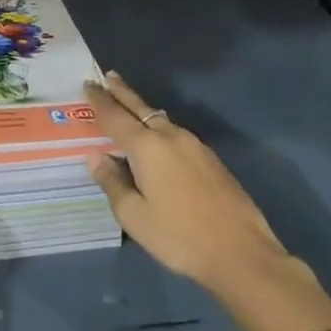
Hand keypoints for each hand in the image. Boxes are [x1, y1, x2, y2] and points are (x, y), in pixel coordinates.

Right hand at [83, 71, 290, 298]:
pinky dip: (158, 126)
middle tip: (108, 76)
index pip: (115, 116)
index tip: (88, 84)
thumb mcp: (134, 215)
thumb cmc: (180, 236)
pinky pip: (175, 133)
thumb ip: (111, 182)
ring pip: (160, 119)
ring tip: (128, 105)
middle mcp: (170, 136)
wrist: (243, 255)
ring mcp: (195, 146)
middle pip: (140, 107)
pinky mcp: (211, 160)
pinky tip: (157, 138)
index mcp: (147, 146)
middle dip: (122, 92)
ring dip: (141, 109)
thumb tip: (95, 156)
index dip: (99, 100)